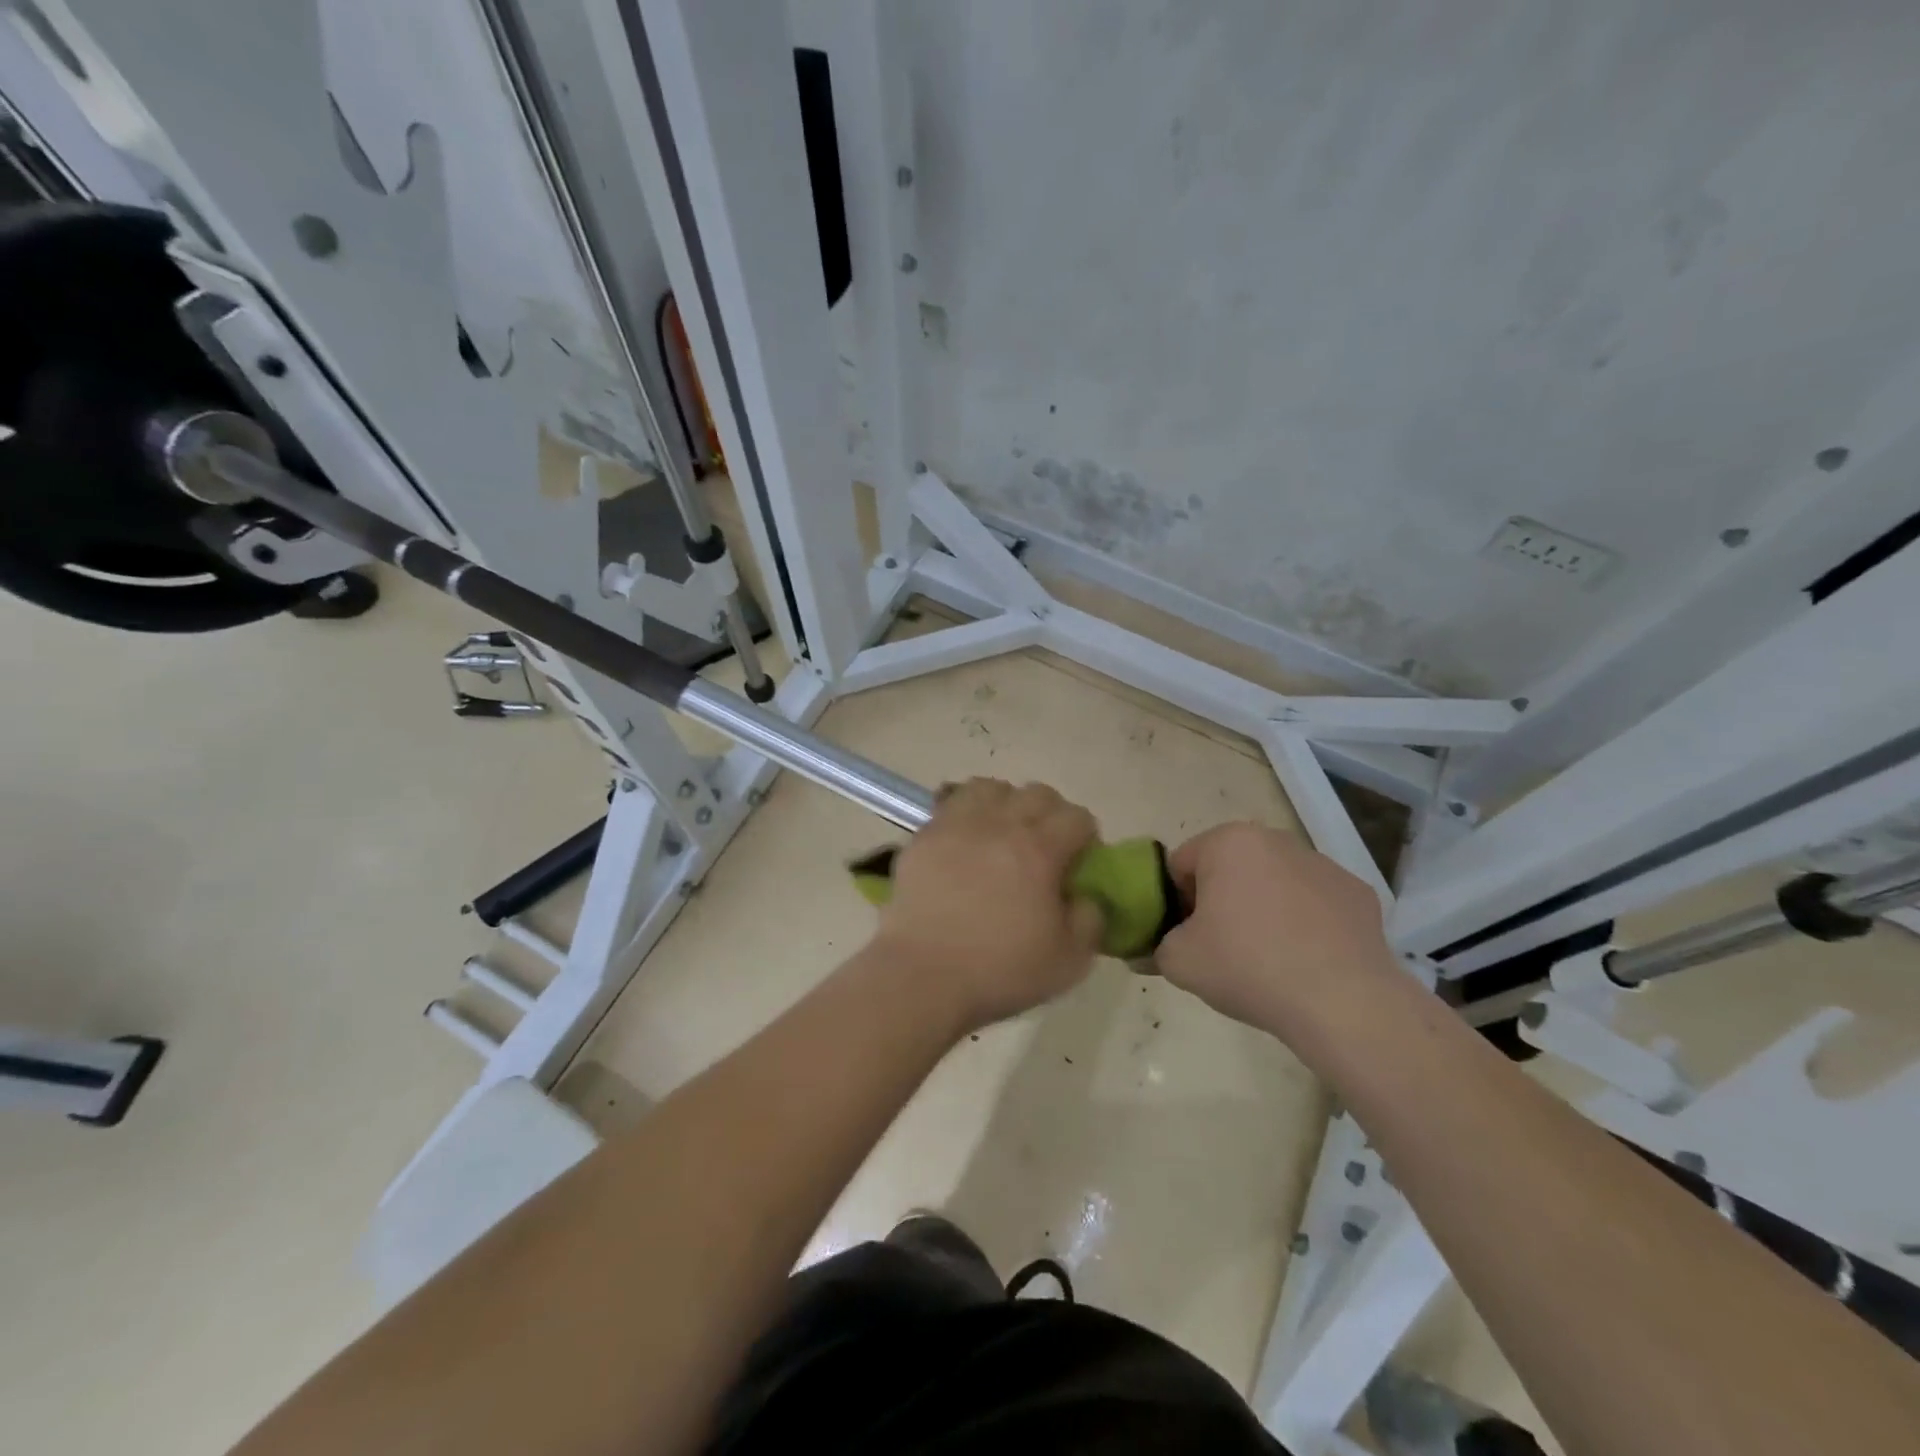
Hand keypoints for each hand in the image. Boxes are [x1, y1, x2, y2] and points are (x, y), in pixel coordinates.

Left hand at [871, 779, 1104, 1032]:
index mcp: (1039, 850)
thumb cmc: (999, 971)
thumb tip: (1084, 896)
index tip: (1079, 862)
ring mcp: (956, 825)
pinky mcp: (923, 836)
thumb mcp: (1069, 961)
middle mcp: (999, 825)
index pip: (1076, 817)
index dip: (1086, 837)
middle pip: (1036, 793)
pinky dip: (966, 815)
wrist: (921, 977)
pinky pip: (951, 804)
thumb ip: (1089, 920)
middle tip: (1045, 847)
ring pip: (991, 787)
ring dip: (1006, 804)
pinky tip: (965, 844)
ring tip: (1002, 834)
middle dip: (1051, 814)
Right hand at [1154, 822, 1399, 1037]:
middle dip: (1220, 901)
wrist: (1342, 1003)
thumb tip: (1152, 950)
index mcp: (1228, 842)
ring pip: (1274, 884)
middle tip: (1221, 948)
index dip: (1175, 902)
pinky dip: (1306, 924)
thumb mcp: (1179, 962)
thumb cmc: (1247, 966)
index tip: (1185, 937)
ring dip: (1263, 909)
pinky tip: (1307, 961)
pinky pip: (1315, 905)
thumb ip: (1155, 947)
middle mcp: (1276, 840)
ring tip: (1268, 960)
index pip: (1181, 865)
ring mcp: (1323, 865)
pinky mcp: (1359, 894)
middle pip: (1229, 869)